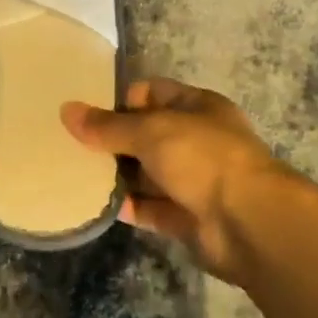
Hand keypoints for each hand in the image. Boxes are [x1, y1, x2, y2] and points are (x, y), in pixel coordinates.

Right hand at [63, 78, 306, 284]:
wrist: (250, 223)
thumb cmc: (203, 158)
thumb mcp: (151, 131)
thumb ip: (108, 125)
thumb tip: (66, 110)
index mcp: (197, 107)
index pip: (152, 93)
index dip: (121, 100)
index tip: (88, 114)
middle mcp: (197, 140)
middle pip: (147, 135)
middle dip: (114, 141)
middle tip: (73, 146)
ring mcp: (194, 181)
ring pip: (147, 173)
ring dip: (118, 175)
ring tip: (76, 175)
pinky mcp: (188, 218)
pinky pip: (151, 208)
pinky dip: (128, 207)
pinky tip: (96, 205)